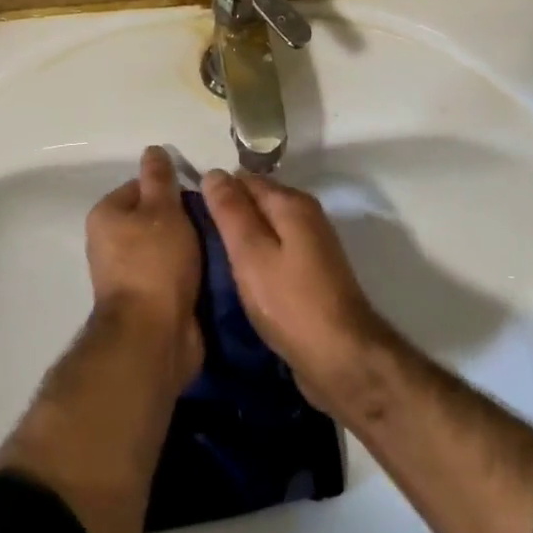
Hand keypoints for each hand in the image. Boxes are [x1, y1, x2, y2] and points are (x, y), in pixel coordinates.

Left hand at [85, 147, 202, 382]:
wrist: (153, 336)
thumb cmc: (155, 262)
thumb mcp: (162, 210)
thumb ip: (160, 179)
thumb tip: (153, 150)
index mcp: (107, 216)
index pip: (141, 186)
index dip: (171, 188)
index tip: (200, 195)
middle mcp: (111, 244)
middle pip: (156, 218)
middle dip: (186, 219)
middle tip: (216, 218)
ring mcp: (129, 275)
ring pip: (168, 248)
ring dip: (193, 247)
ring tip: (223, 241)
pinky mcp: (149, 301)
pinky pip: (174, 275)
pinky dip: (193, 272)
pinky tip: (217, 269)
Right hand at [200, 169, 393, 410]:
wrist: (342, 359)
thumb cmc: (290, 303)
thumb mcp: (251, 253)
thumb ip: (231, 211)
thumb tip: (213, 172)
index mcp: (291, 203)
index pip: (243, 180)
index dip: (216, 194)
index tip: (190, 217)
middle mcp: (306, 215)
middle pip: (257, 202)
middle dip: (229, 216)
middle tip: (197, 241)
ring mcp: (312, 245)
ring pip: (266, 229)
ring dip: (242, 241)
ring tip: (212, 261)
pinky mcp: (312, 274)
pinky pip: (276, 252)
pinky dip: (258, 260)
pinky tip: (240, 280)